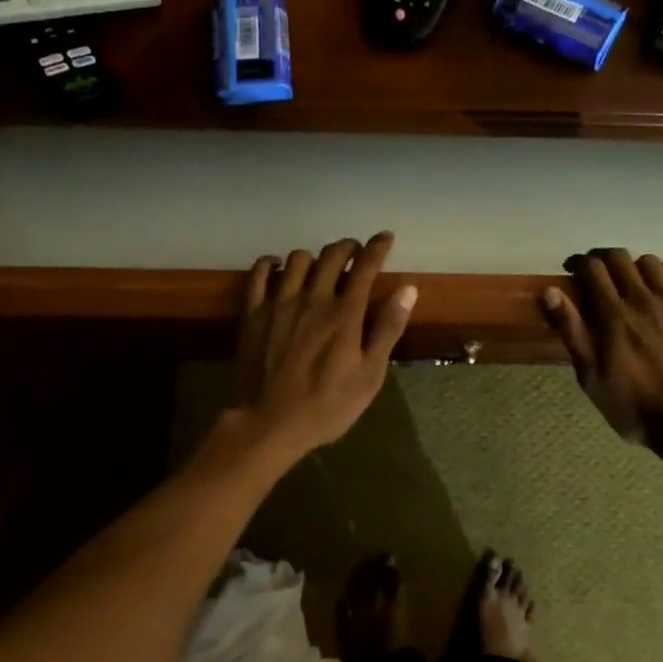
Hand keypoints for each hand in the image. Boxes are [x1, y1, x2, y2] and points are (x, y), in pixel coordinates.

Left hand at [232, 232, 416, 459]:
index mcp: (345, 313)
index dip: (378, 247)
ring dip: (314, 256)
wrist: (271, 423)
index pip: (365, 265)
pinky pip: (259, 274)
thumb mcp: (370, 374)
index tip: (385, 238)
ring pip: (297, 259)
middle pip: (332, 255)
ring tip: (319, 267)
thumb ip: (388, 328)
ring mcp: (279, 303)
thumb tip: (408, 289)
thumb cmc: (328, 404)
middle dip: (348, 247)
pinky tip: (278, 269)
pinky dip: (270, 264)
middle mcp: (313, 298)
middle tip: (355, 253)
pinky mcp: (254, 313)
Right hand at [541, 249, 662, 445]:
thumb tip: (550, 291)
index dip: (579, 263)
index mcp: (613, 315)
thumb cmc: (634, 406)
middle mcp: (642, 300)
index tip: (572, 271)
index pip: (592, 268)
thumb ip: (571, 331)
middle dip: (603, 259)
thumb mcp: (591, 377)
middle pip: (619, 257)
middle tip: (597, 274)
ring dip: (634, 265)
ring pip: (650, 262)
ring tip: (629, 281)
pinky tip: (661, 285)